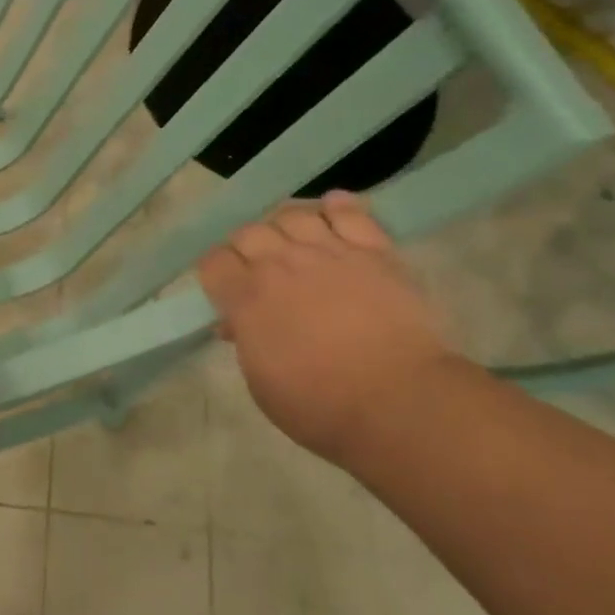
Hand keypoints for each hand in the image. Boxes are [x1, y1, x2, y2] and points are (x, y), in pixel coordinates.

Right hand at [199, 192, 459, 463]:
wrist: (400, 402)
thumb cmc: (320, 406)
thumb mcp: (261, 384)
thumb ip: (246, 342)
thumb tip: (237, 322)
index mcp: (247, 298)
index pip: (214, 261)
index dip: (216, 272)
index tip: (224, 288)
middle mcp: (281, 264)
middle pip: (249, 232)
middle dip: (246, 248)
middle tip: (259, 270)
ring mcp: (329, 252)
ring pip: (293, 214)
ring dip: (285, 226)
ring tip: (294, 242)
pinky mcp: (374, 252)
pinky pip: (350, 212)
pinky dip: (338, 207)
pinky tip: (333, 211)